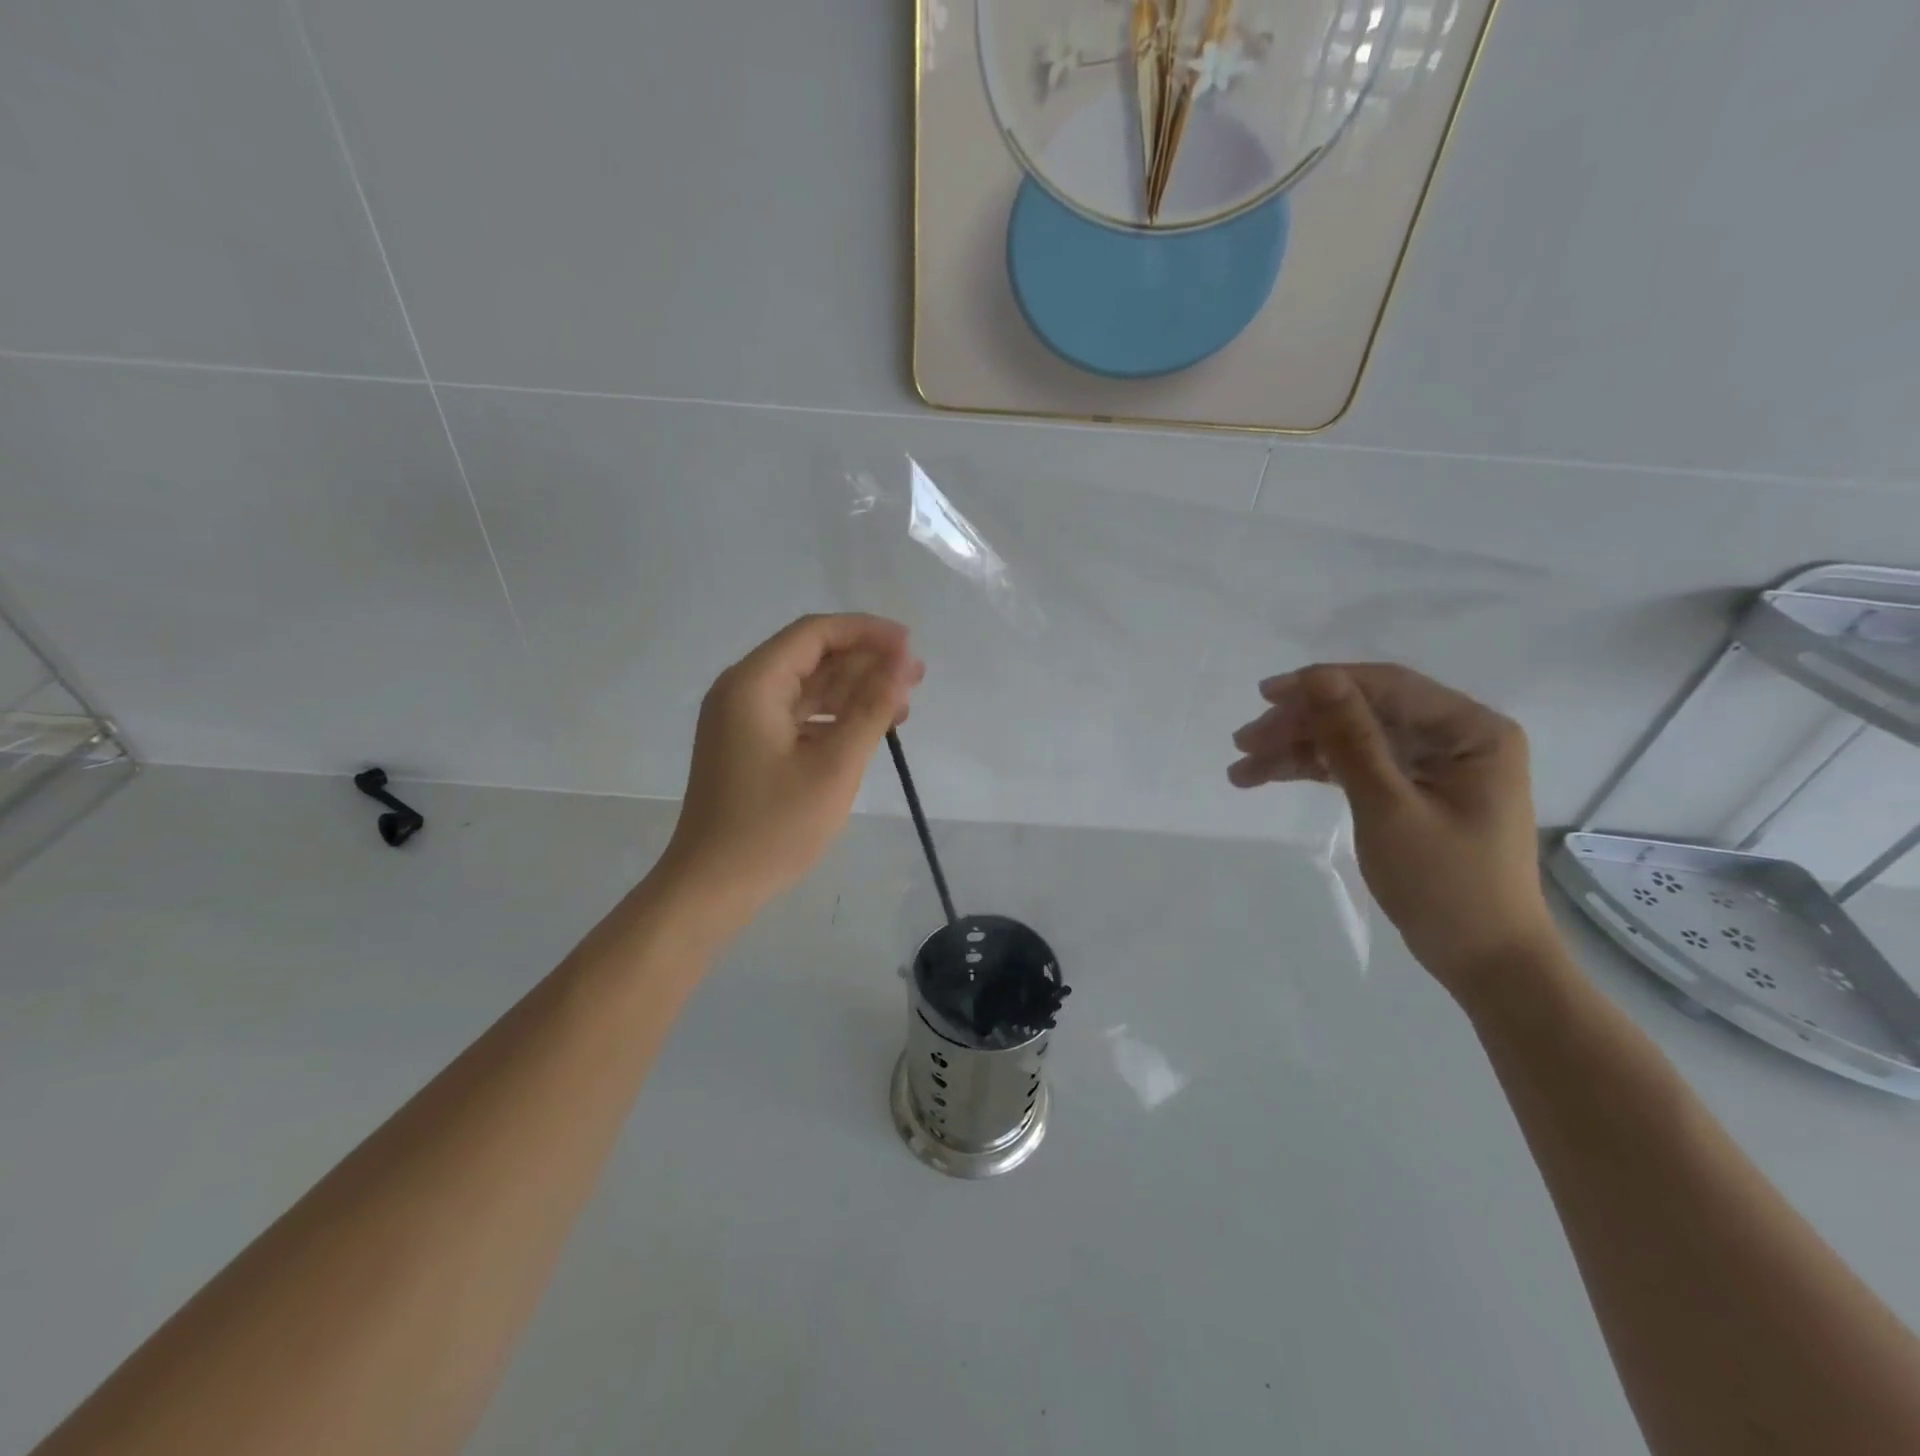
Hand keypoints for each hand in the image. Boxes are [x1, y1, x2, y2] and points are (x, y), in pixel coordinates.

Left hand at [661, 614, 923, 917]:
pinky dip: (832, 716)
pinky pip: (796, 714)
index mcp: (753, 683)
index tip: (910, 646)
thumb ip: (871, 708)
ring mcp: (741, 719)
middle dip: (865, 661)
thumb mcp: (834, 766)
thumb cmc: (774, 827)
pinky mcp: (747, 745)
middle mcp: (742, 690)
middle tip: (915, 677)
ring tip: (903, 703)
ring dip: (853, 690)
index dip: (867, 632)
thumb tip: (903, 663)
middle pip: (810, 656)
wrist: (712, 886)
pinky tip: (869, 729)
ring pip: (806, 686)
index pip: (815, 633)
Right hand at [1229, 664, 1555, 999]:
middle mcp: (1456, 738)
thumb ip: (1351, 739)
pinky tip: (1270, 776)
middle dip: (1301, 724)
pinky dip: (1315, 770)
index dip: (1322, 685)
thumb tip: (1317, 678)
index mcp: (1470, 731)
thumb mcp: (1389, 807)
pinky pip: (1357, 766)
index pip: (1387, 687)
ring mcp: (1434, 766)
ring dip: (1298, 749)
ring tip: (1243, 769)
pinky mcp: (1414, 791)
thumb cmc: (1446, 884)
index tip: (1264, 696)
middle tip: (1243, 743)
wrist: (1484, 961)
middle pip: (1364, 712)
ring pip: (1353, 740)